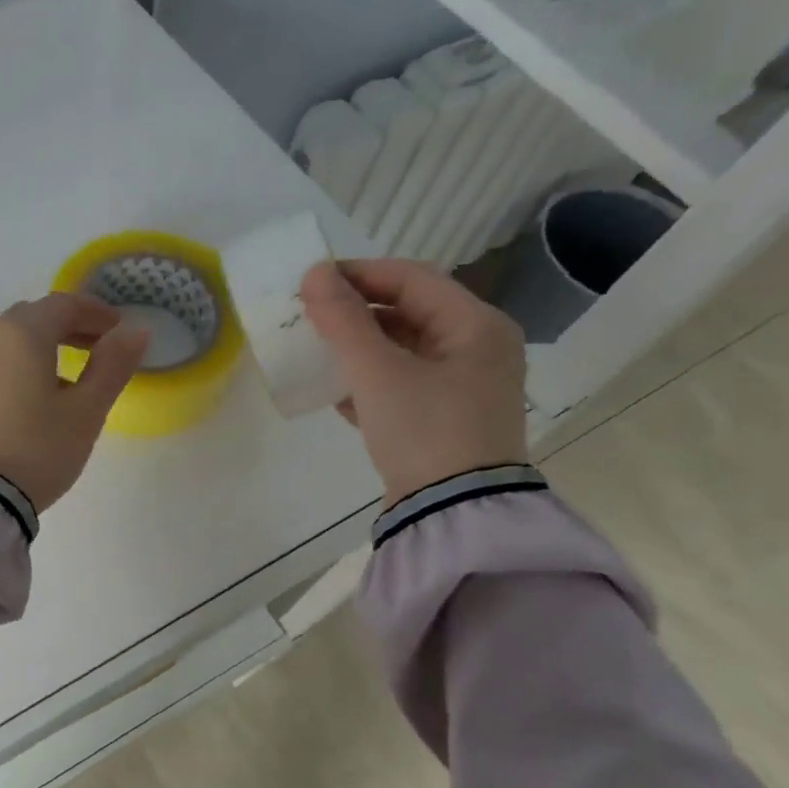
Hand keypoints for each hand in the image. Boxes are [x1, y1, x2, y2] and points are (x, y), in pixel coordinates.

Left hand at [0, 292, 149, 511]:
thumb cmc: (37, 450)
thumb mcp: (86, 411)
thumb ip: (112, 365)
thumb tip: (136, 330)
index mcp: (21, 334)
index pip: (64, 304)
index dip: (95, 312)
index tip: (117, 329)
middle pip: (30, 319)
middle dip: (65, 327)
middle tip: (93, 349)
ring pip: (4, 345)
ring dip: (35, 351)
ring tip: (59, 381)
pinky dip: (9, 373)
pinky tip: (21, 405)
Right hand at [300, 259, 526, 505]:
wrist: (454, 514)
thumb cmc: (424, 431)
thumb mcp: (378, 373)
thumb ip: (344, 322)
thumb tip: (314, 274)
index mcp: (476, 325)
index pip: (412, 278)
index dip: (359, 274)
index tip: (311, 283)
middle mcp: (478, 349)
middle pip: (409, 313)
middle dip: (356, 313)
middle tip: (310, 317)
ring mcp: (464, 388)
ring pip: (404, 350)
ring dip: (360, 348)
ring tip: (317, 352)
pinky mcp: (446, 420)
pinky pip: (404, 384)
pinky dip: (371, 382)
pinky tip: (338, 394)